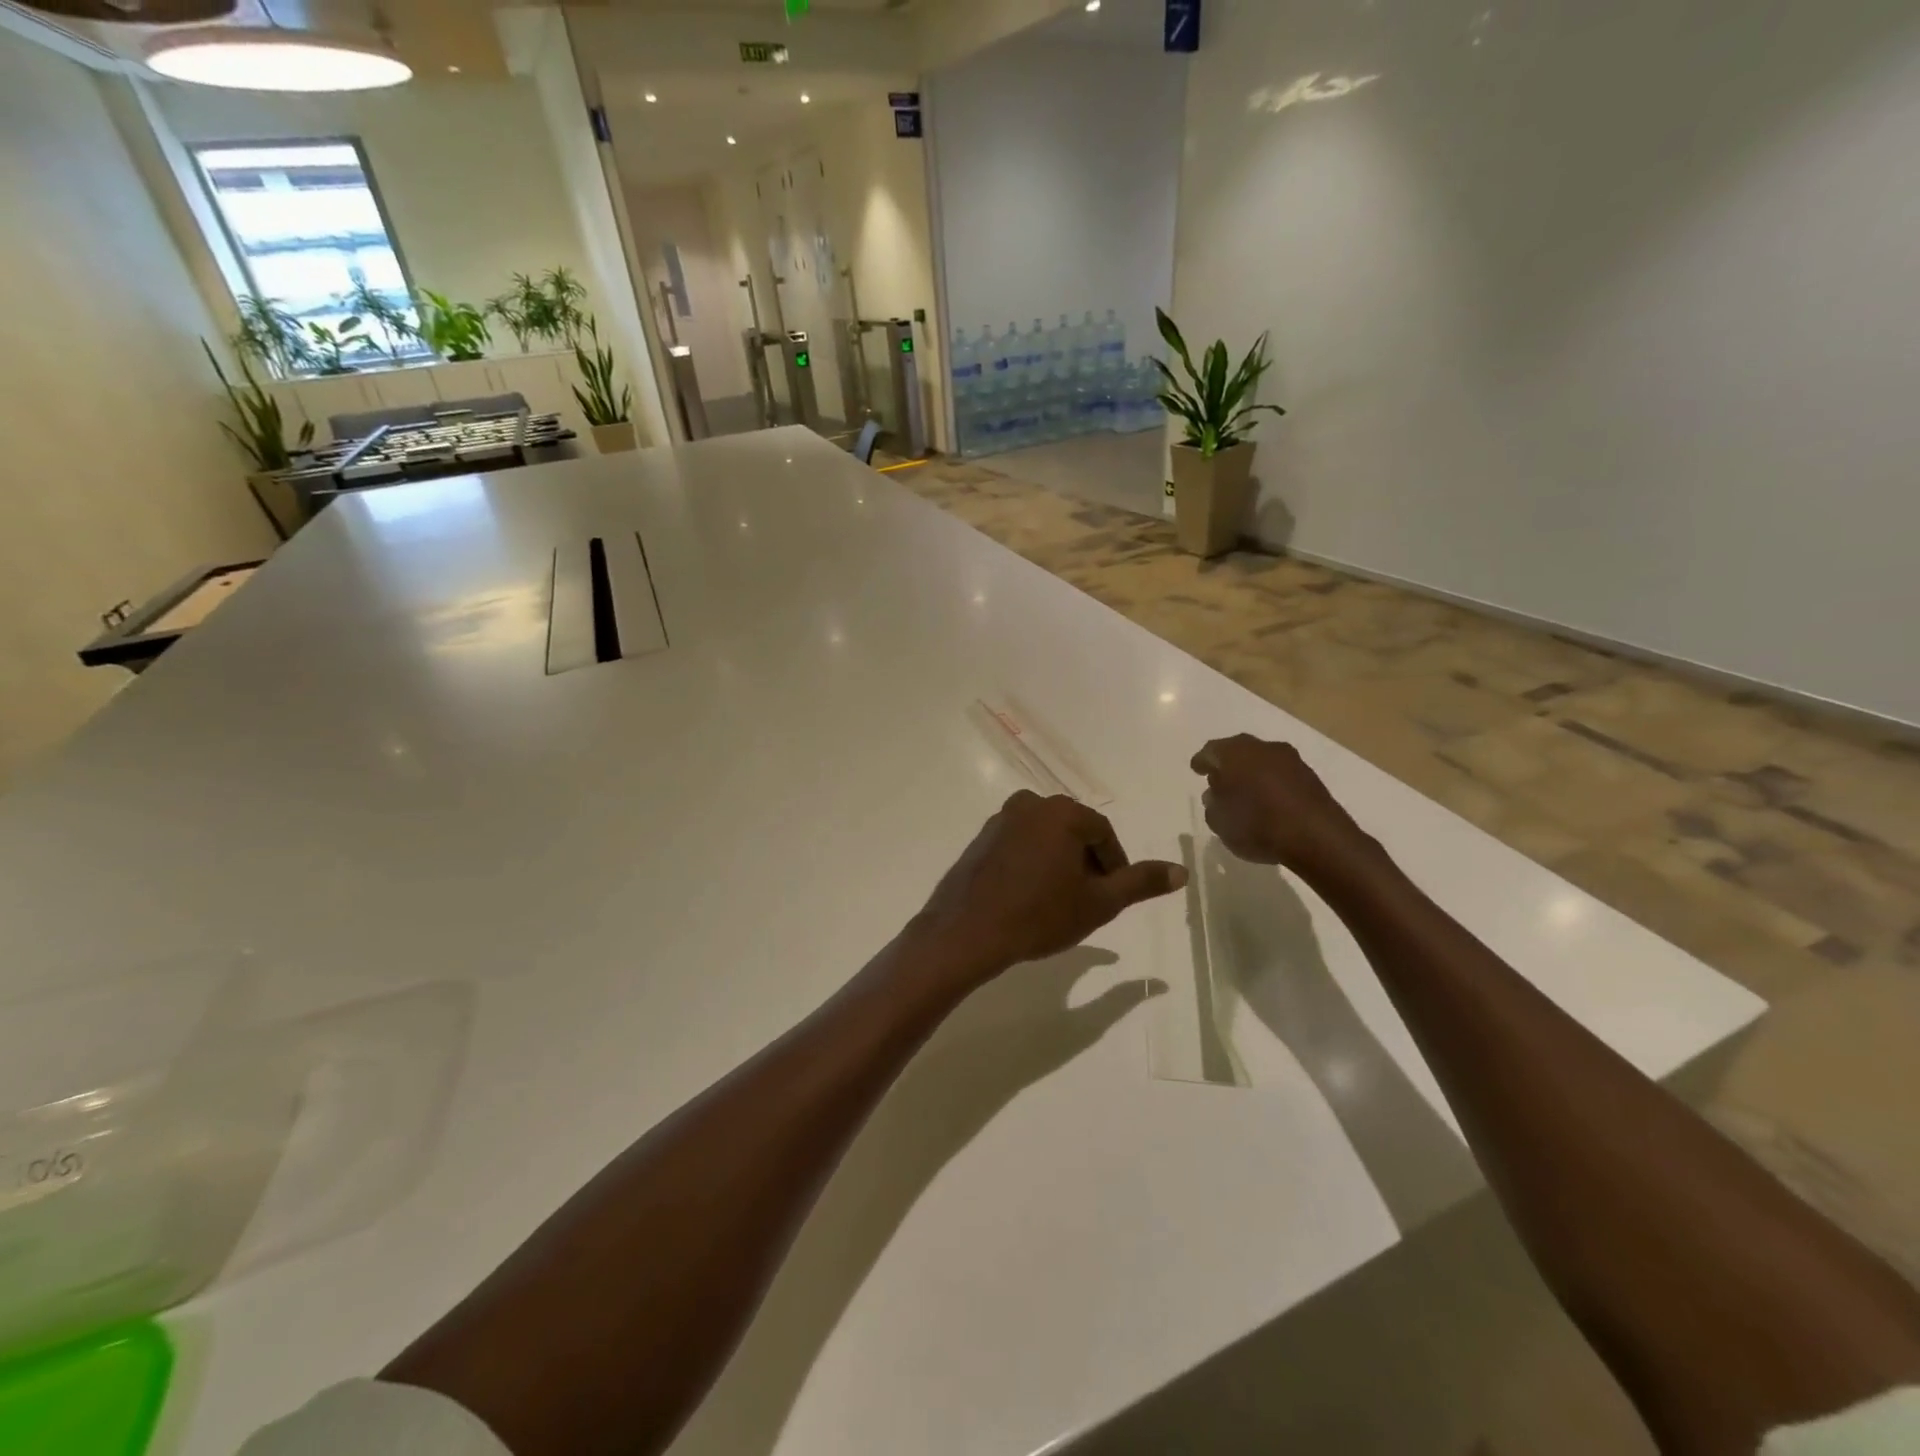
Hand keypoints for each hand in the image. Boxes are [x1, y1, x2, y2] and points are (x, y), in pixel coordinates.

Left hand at [915, 791, 1185, 981]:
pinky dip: (1031, 864)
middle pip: (1073, 831)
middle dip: (1086, 863)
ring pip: (1045, 838)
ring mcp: (1000, 820)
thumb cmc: (1040, 915)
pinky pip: (1018, 845)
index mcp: (1062, 813)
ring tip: (1059, 902)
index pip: (1103, 833)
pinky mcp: (980, 839)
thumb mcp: (1099, 903)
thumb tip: (1181, 871)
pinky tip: (1028, 897)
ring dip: (1058, 863)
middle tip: (1088, 900)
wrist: (968, 931)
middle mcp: (1030, 804)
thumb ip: (1139, 883)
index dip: (1114, 865)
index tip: (1113, 896)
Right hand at [1191, 735, 1376, 878]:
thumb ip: (1213, 804)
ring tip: (1245, 790)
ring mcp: (1289, 759)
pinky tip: (1269, 798)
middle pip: (1238, 750)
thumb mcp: (1219, 822)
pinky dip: (1271, 781)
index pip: (1210, 752)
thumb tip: (1216, 793)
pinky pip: (1281, 773)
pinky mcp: (1310, 775)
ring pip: (1261, 759)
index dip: (1202, 762)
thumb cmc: (1257, 826)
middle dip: (1227, 762)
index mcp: (1233, 754)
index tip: (1197, 770)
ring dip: (1252, 771)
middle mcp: (1260, 748)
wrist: (1316, 836)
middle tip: (1218, 777)